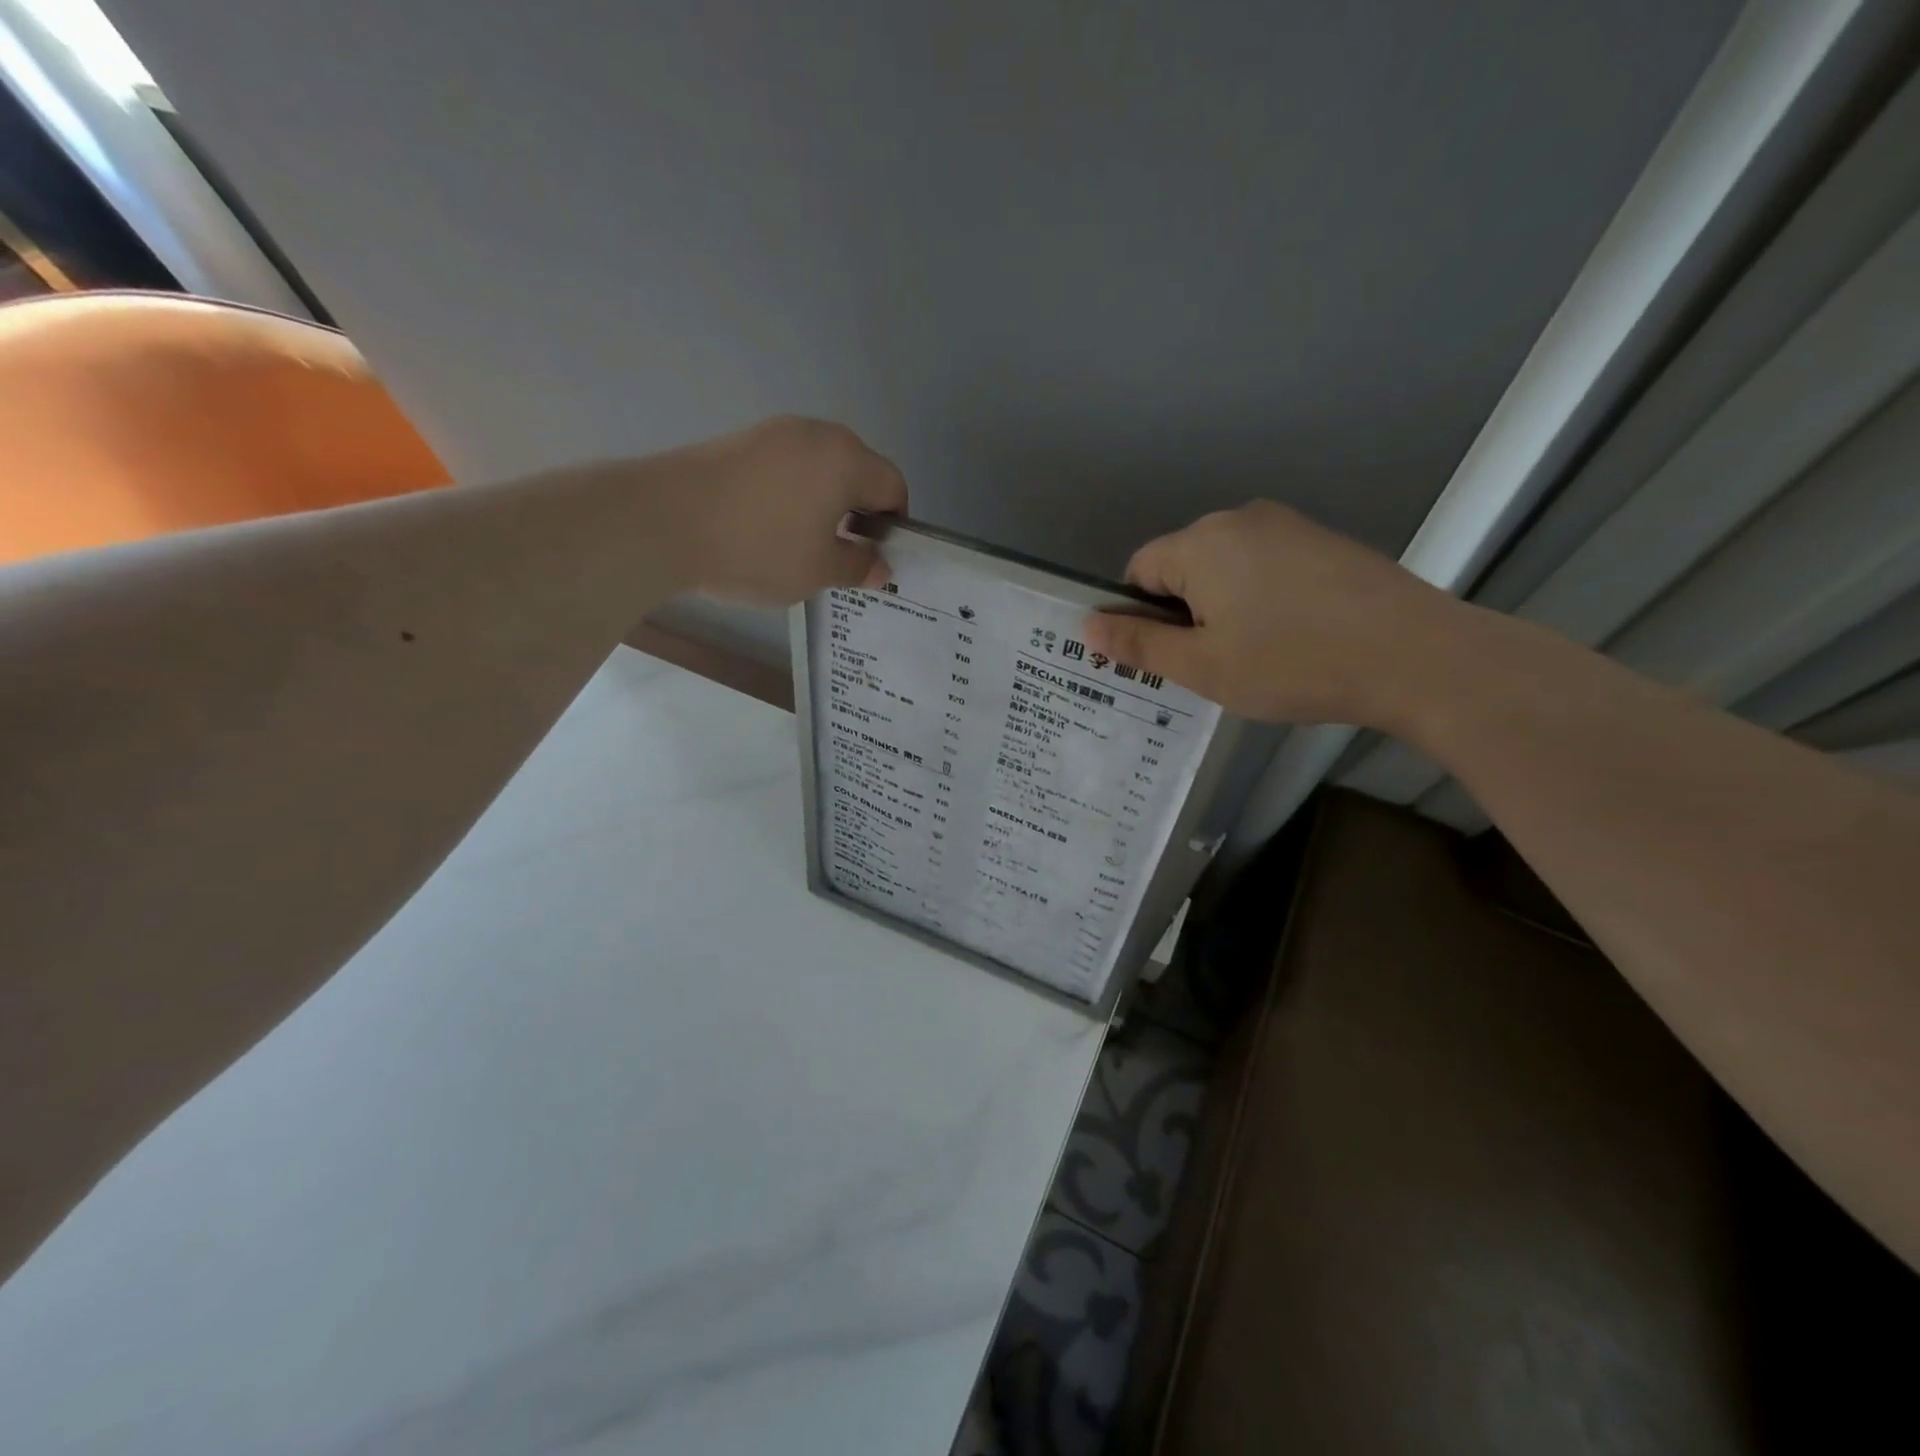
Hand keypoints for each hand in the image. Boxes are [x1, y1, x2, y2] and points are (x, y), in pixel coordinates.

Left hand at [676, 416, 907, 605]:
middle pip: (858, 471)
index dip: (893, 525)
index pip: (893, 486)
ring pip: (820, 468)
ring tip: (801, 543)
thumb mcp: (818, 571)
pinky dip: (791, 494)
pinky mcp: (740, 440)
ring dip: (824, 503)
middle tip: (840, 553)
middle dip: (858, 512)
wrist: (663, 521)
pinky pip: (786, 467)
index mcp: (847, 459)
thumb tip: (879, 565)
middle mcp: (816, 433)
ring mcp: (774, 432)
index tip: (873, 556)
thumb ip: (857, 566)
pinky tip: (767, 526)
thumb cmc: (759, 548)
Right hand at [1083, 500, 1476, 728]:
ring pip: (1227, 569)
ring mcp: (1289, 526)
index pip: (1139, 570)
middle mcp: (1240, 520)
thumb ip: (1139, 645)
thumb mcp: (1202, 666)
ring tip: (1257, 656)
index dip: (1140, 616)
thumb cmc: (1291, 663)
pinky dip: (1263, 599)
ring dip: (1224, 608)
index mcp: (1201, 544)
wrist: (1415, 656)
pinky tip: (1294, 637)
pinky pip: (1267, 568)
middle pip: (1183, 566)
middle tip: (1213, 664)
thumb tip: (1087, 626)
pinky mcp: (1325, 542)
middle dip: (1184, 612)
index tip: (1169, 657)